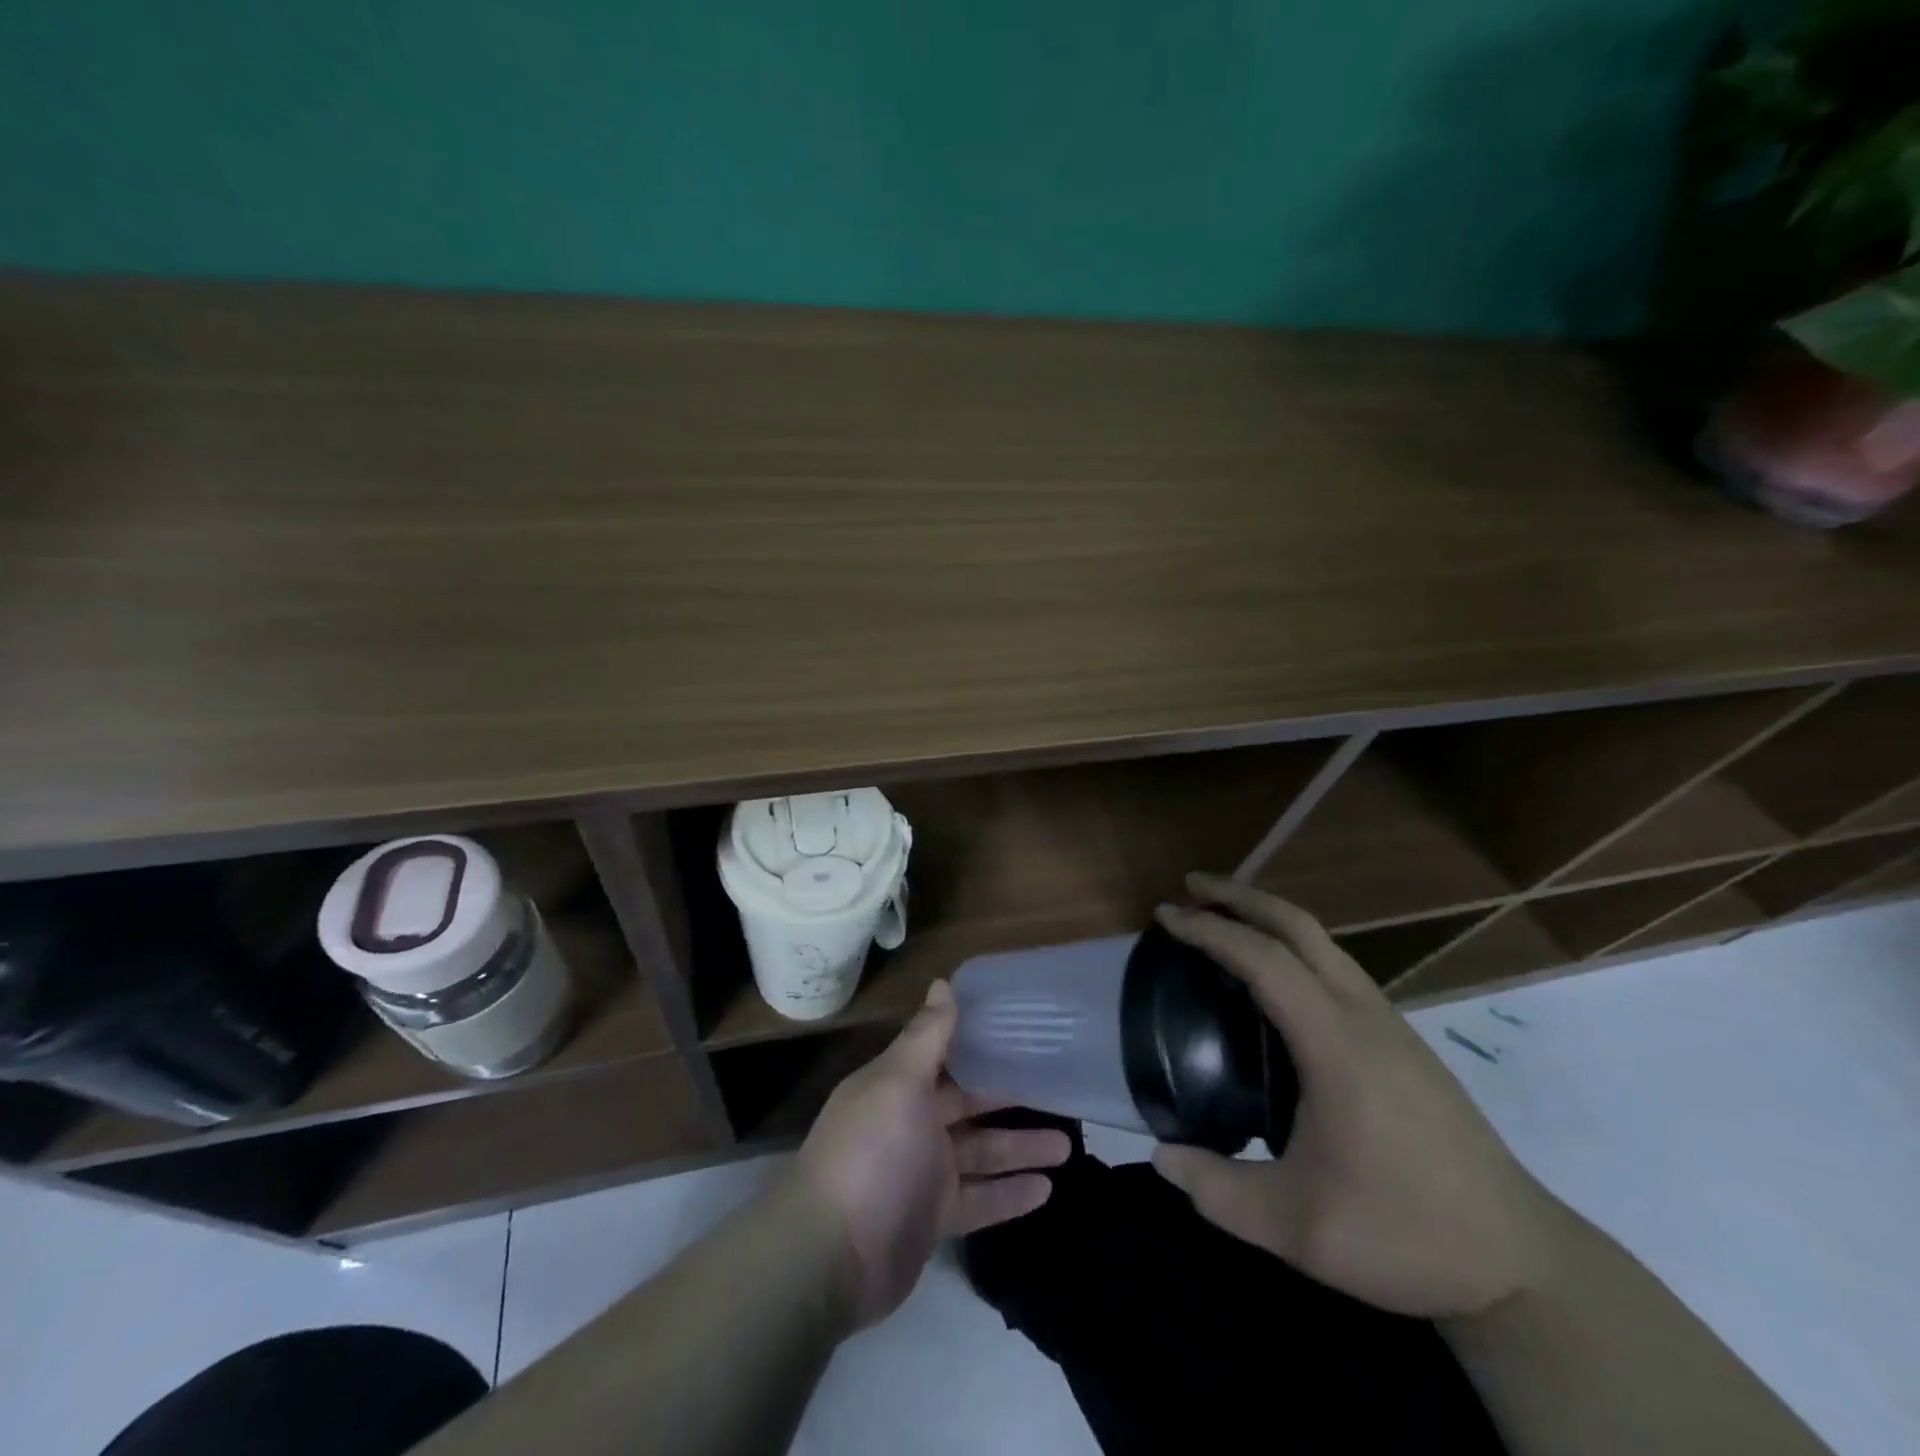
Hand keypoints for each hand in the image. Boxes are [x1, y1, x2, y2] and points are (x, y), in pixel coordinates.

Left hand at [794, 980, 1071, 1325]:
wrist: (832, 1257)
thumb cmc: (871, 1153)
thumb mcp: (899, 1082)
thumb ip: (927, 1035)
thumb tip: (943, 982)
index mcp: (898, 1084)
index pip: (945, 1053)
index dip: (979, 1041)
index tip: (1022, 1030)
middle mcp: (911, 1122)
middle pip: (969, 1103)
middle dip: (1010, 1096)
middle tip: (1059, 1089)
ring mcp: (923, 1173)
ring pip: (982, 1152)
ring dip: (1020, 1147)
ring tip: (1069, 1145)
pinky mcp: (934, 1218)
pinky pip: (980, 1199)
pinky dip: (1010, 1195)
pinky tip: (1047, 1190)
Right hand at [1151, 874, 1556, 1318]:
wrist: (1522, 1264)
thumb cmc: (1404, 1234)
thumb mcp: (1296, 1229)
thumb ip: (1217, 1191)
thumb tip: (1161, 1157)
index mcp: (1336, 1044)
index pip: (1263, 959)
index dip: (1209, 930)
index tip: (1165, 915)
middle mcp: (1365, 1016)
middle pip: (1299, 927)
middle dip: (1241, 896)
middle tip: (1191, 886)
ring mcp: (1392, 1025)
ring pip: (1324, 943)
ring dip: (1270, 919)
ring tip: (1225, 923)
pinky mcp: (1405, 1043)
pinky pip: (1338, 969)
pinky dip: (1295, 948)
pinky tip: (1276, 983)